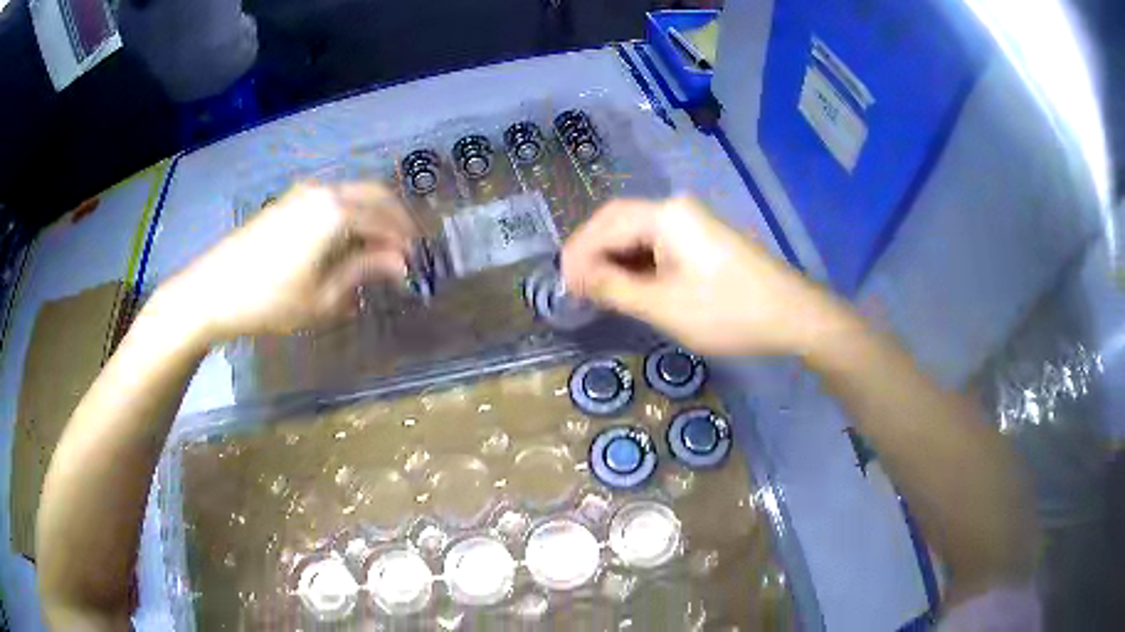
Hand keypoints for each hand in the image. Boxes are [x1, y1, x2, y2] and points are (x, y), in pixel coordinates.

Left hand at [157, 182, 416, 340]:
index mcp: (336, 211)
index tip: (416, 262)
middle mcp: (324, 192)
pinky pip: (331, 199)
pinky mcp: (287, 202)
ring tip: (380, 245)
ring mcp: (302, 194)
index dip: (404, 240)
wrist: (213, 291)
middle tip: (407, 246)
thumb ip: (363, 271)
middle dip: (395, 218)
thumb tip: (399, 263)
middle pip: (373, 194)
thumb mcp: (323, 296)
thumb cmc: (271, 300)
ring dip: (372, 214)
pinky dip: (349, 213)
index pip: (385, 218)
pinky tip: (347, 239)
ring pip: (352, 194)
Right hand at [561, 196, 846, 355]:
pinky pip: (659, 244)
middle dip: (593, 253)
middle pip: (620, 222)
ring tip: (597, 290)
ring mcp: (694, 223)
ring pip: (639, 234)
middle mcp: (677, 209)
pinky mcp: (705, 240)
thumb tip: (578, 276)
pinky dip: (639, 263)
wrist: (792, 315)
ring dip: (615, 259)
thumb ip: (615, 288)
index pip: (605, 225)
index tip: (561, 284)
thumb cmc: (728, 311)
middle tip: (575, 287)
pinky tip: (632, 285)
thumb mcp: (664, 306)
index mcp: (666, 216)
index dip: (578, 253)